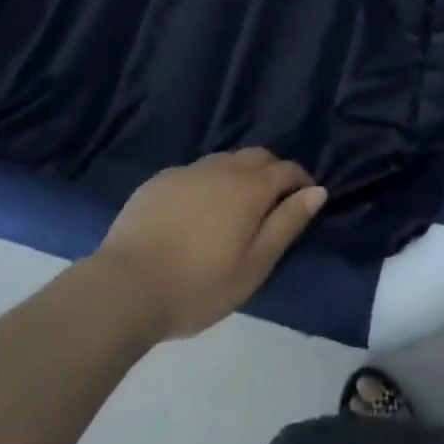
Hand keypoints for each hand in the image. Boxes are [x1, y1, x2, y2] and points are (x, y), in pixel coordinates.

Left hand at [90, 149, 326, 339]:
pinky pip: (196, 171)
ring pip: (226, 160)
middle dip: (273, 171)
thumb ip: (287, 224)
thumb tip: (317, 190)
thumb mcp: (253, 266)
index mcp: (250, 188)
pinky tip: (197, 211)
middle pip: (258, 156)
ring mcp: (189, 170)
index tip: (304, 199)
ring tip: (236, 207)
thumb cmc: (198, 285)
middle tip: (273, 202)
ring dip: (240, 174)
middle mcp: (223, 168)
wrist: (125, 286)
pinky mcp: (161, 180)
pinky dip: (209, 182)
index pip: (286, 169)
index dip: (301, 180)